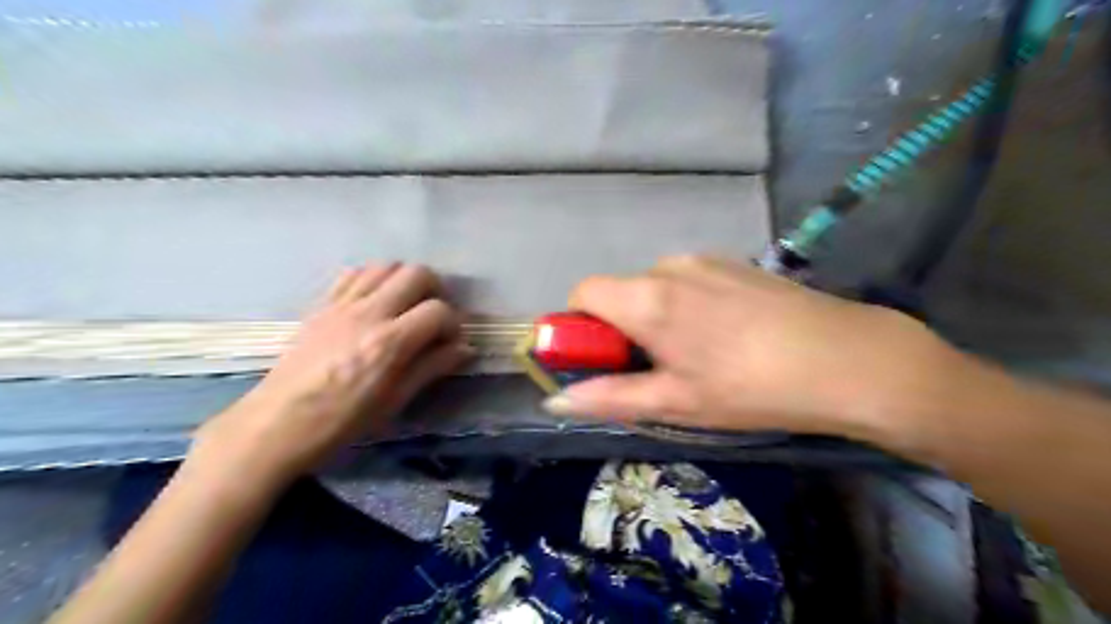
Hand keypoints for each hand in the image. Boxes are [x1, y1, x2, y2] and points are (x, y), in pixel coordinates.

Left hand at [191, 263, 467, 486]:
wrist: (278, 423)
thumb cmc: (342, 421)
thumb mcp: (395, 400)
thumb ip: (432, 367)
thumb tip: (465, 348)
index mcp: (390, 342)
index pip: (438, 310)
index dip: (453, 323)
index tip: (450, 341)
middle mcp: (369, 313)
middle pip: (416, 273)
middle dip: (435, 290)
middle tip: (432, 316)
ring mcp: (342, 304)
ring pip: (386, 265)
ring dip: (404, 280)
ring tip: (405, 306)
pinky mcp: (322, 304)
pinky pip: (354, 273)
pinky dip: (374, 279)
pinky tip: (375, 301)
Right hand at [545, 254, 974, 438]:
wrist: (848, 359)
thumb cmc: (751, 388)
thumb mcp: (676, 402)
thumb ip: (611, 397)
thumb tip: (556, 400)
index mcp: (648, 298)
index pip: (583, 292)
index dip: (580, 325)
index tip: (604, 358)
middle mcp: (669, 266)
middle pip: (621, 291)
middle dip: (624, 327)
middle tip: (659, 367)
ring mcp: (705, 259)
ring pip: (656, 287)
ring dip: (658, 316)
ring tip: (701, 353)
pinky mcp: (733, 261)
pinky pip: (688, 280)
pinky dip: (687, 304)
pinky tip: (729, 333)